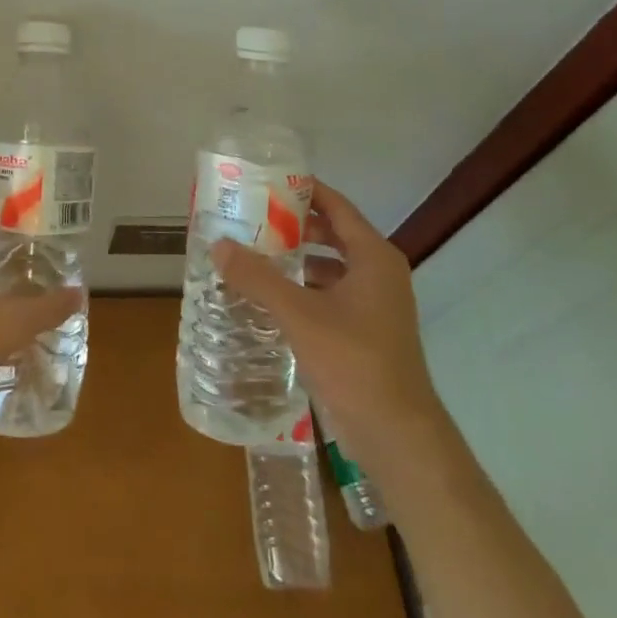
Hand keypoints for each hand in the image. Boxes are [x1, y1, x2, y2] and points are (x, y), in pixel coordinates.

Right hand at [212, 179, 440, 451]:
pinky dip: (303, 288)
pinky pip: (331, 294)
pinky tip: (272, 297)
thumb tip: (218, 245)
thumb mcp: (299, 315)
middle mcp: (379, 272)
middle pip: (332, 233)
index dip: (302, 190)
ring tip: (254, 253)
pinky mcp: (367, 332)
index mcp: (373, 256)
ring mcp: (376, 304)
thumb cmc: (354, 362)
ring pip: (330, 266)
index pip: (335, 205)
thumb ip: (257, 278)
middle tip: (251, 218)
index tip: (265, 181)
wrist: (398, 436)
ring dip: (296, 258)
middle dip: (293, 224)